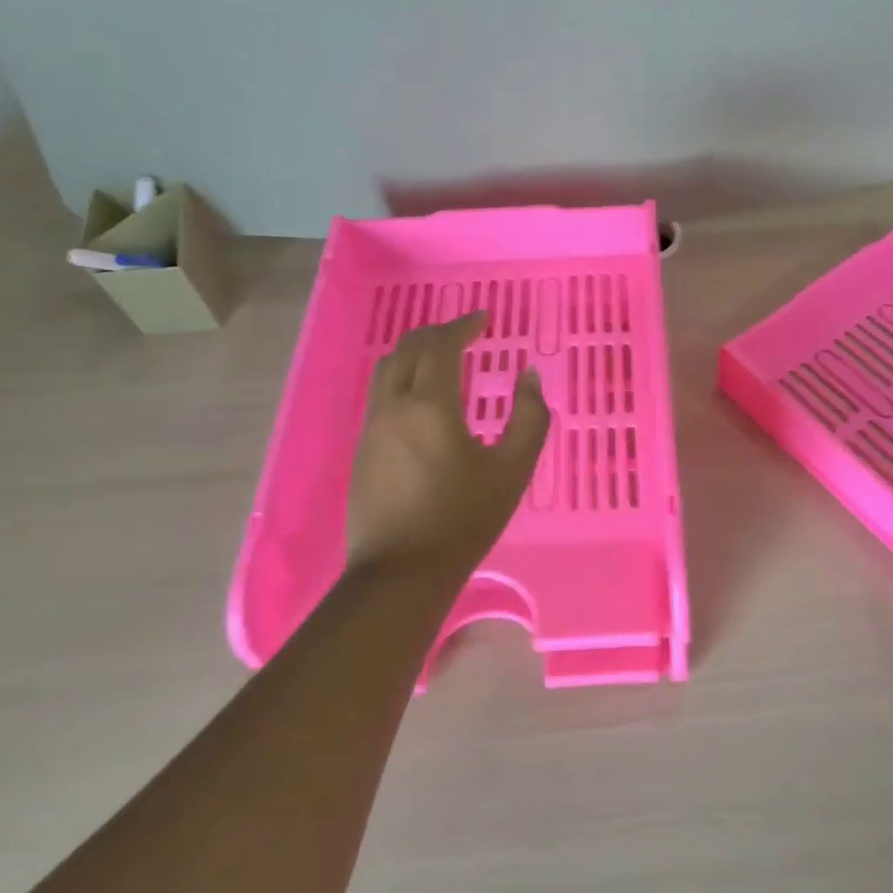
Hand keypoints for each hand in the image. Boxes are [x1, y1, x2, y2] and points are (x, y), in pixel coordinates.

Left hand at [347, 311, 549, 575]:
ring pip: (387, 370)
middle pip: (408, 349)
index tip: (484, 318)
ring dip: (415, 353)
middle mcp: (393, 406)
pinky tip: (423, 400)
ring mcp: (371, 428)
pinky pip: (381, 395)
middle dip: (437, 333)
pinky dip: (403, 378)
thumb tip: (529, 378)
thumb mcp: (512, 470)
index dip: (463, 325)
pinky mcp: (363, 450)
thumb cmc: (463, 520)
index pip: (441, 345)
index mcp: (429, 405)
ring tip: (443, 359)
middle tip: (465, 333)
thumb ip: (529, 418)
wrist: (400, 574)